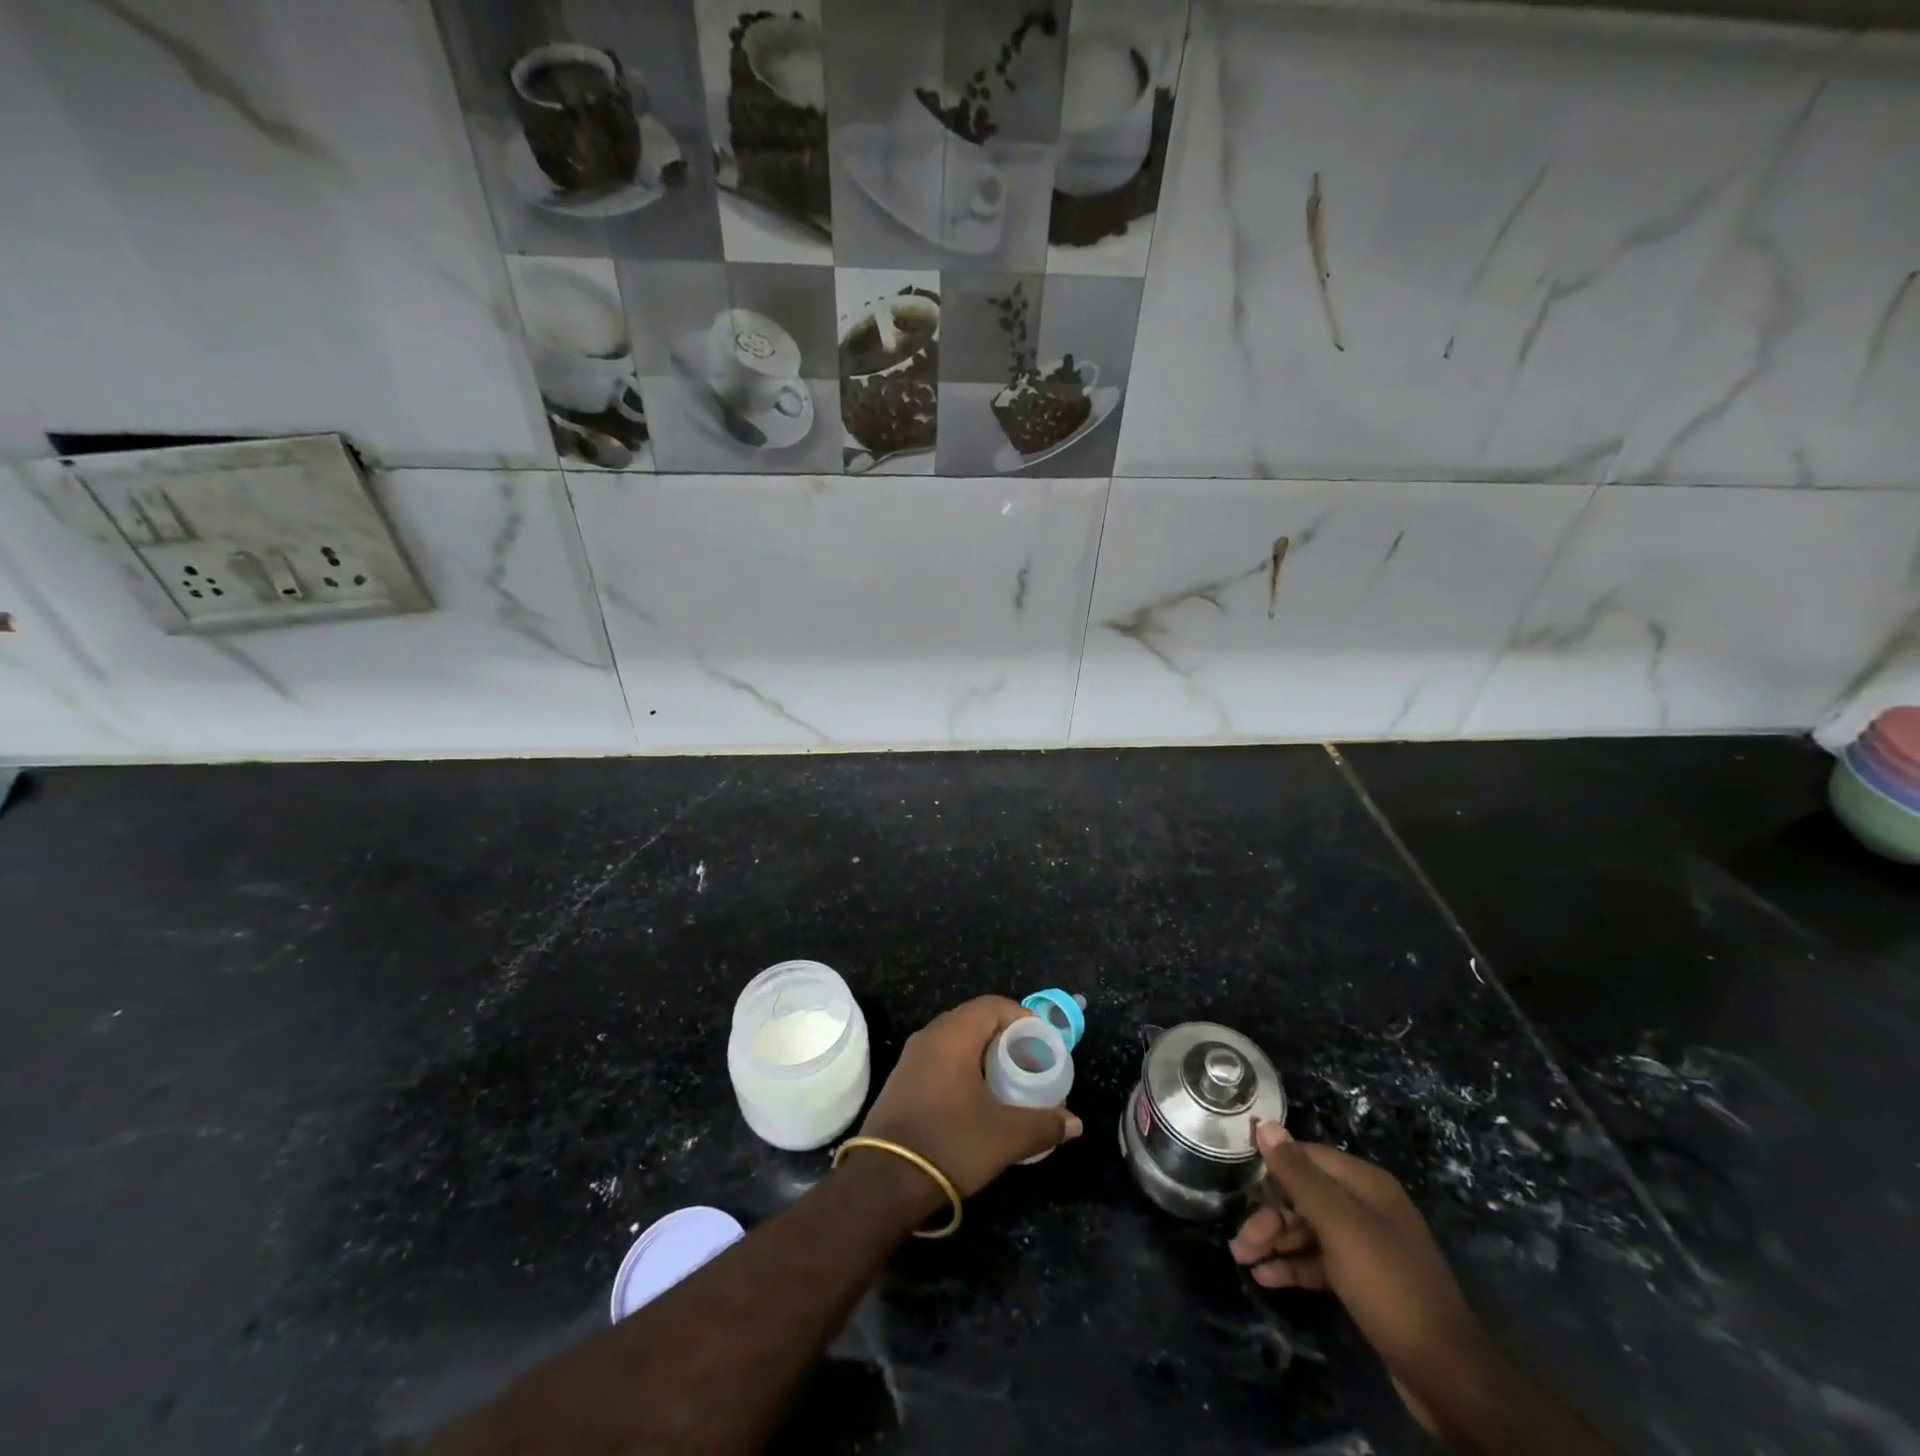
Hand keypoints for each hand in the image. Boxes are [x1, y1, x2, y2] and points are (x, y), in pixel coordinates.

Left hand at [857, 996, 1082, 1196]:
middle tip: (1031, 1061)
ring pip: (956, 1040)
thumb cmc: (949, 1143)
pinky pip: (941, 1059)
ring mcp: (911, 1058)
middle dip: (1006, 1036)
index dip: (1022, 1017)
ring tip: (1009, 1080)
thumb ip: (1044, 1124)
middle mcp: (929, 1036)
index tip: (1044, 1042)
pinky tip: (978, 1098)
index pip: (993, 1005)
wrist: (884, 1181)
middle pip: (974, 1019)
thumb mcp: (1005, 1136)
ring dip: (984, 1053)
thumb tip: (1075, 1123)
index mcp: (952, 1035)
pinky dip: (964, 1067)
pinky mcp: (902, 1081)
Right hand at [1230, 1124, 1494, 1426]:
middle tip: (1239, 1240)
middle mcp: (1366, 1207)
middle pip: (1304, 1196)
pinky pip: (1318, 1262)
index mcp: (1366, 1184)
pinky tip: (1265, 1278)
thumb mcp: (1338, 1224)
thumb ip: (1299, 1174)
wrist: (1445, 1374)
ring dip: (1274, 1242)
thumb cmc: (1387, 1284)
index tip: (1237, 1173)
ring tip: (1242, 1259)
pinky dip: (1292, 1266)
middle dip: (1269, 1215)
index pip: (1307, 1156)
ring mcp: (1365, 1246)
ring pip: (1308, 1231)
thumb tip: (1265, 1125)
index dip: (1272, 1162)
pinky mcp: (1362, 1281)